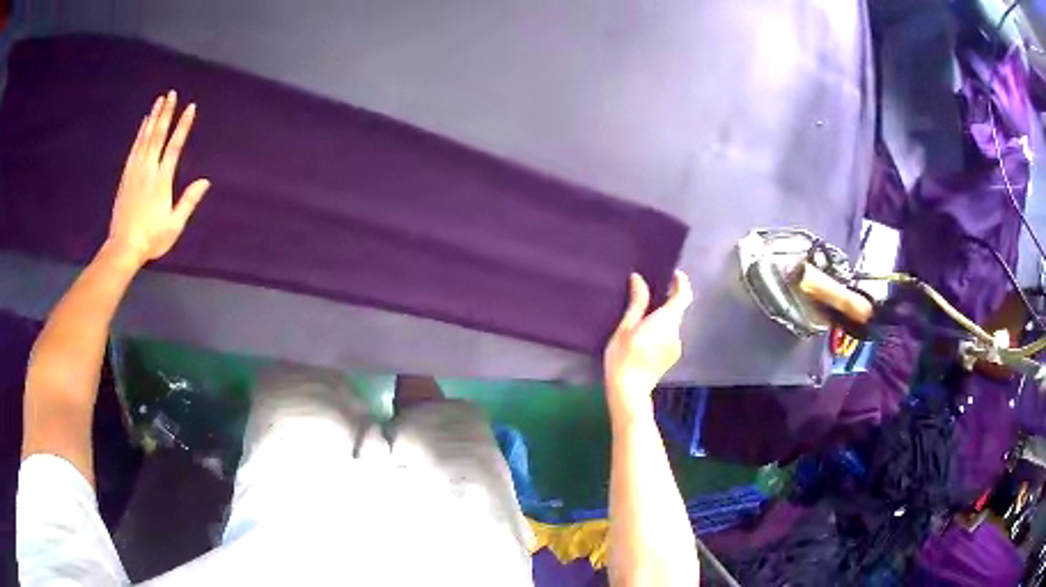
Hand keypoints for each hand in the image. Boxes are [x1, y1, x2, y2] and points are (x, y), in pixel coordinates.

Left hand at [106, 91, 209, 267]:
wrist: (123, 247)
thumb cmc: (151, 238)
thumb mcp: (174, 225)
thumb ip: (189, 201)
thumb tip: (205, 181)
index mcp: (162, 180)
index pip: (175, 146)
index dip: (183, 125)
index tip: (191, 107)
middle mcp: (148, 169)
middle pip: (158, 135)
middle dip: (166, 113)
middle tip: (171, 94)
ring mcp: (135, 171)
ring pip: (145, 138)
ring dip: (153, 118)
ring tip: (159, 101)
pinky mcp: (126, 176)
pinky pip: (134, 149)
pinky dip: (140, 134)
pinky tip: (144, 124)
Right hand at [604, 271, 692, 422]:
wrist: (629, 391)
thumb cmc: (624, 357)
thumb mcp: (626, 327)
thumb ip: (637, 302)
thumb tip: (639, 279)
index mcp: (667, 321)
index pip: (683, 295)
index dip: (681, 282)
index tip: (672, 274)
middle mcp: (677, 332)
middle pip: (678, 309)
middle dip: (668, 298)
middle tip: (650, 291)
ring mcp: (676, 346)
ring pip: (673, 323)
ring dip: (663, 315)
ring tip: (643, 313)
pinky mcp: (671, 356)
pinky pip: (669, 335)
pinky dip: (661, 328)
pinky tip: (645, 334)